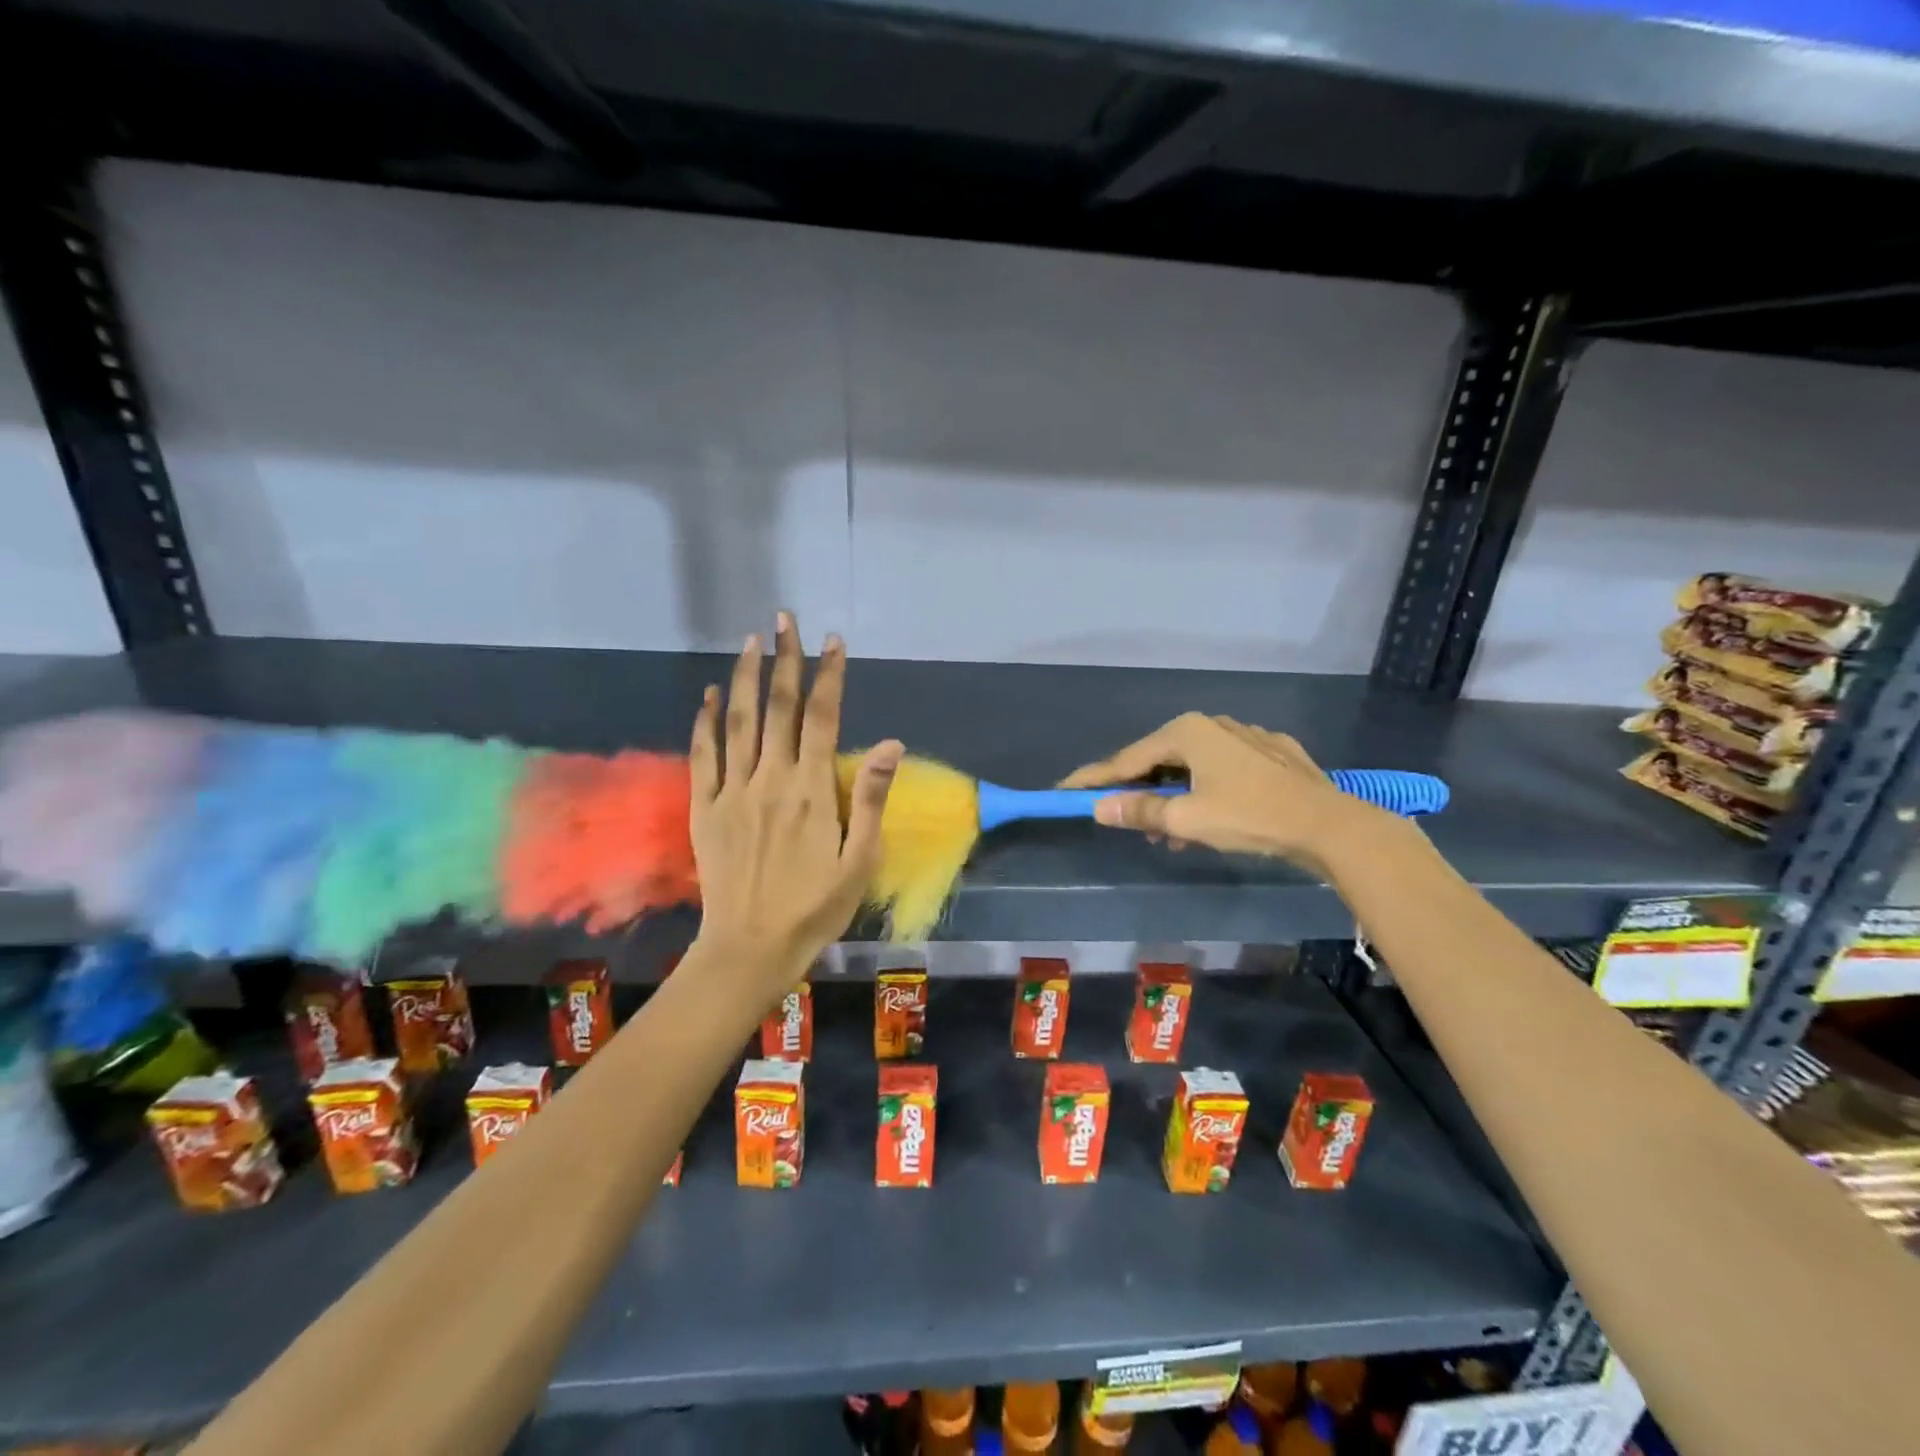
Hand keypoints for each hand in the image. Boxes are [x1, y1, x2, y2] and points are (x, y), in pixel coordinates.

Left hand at [689, 613, 902, 1005]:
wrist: (751, 947)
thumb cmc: (816, 907)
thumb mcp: (859, 860)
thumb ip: (871, 798)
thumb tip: (890, 744)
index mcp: (812, 790)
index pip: (822, 718)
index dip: (828, 676)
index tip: (833, 642)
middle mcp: (771, 779)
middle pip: (778, 708)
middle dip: (785, 660)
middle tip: (784, 619)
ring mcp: (733, 791)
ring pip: (739, 722)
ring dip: (747, 677)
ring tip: (751, 641)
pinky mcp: (705, 808)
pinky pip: (704, 755)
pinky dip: (706, 721)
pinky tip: (711, 695)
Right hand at [1060, 712, 1386, 872]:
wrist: (1329, 825)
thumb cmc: (1249, 816)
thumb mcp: (1187, 818)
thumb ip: (1139, 811)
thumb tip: (1099, 808)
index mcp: (1187, 732)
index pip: (1128, 759)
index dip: (1095, 778)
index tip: (1065, 789)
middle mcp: (1213, 724)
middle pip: (1160, 760)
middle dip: (1140, 793)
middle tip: (1126, 822)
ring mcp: (1246, 736)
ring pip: (1192, 767)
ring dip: (1173, 799)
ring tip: (1168, 834)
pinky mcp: (1271, 755)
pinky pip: (1222, 771)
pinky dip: (1204, 793)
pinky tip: (1209, 821)